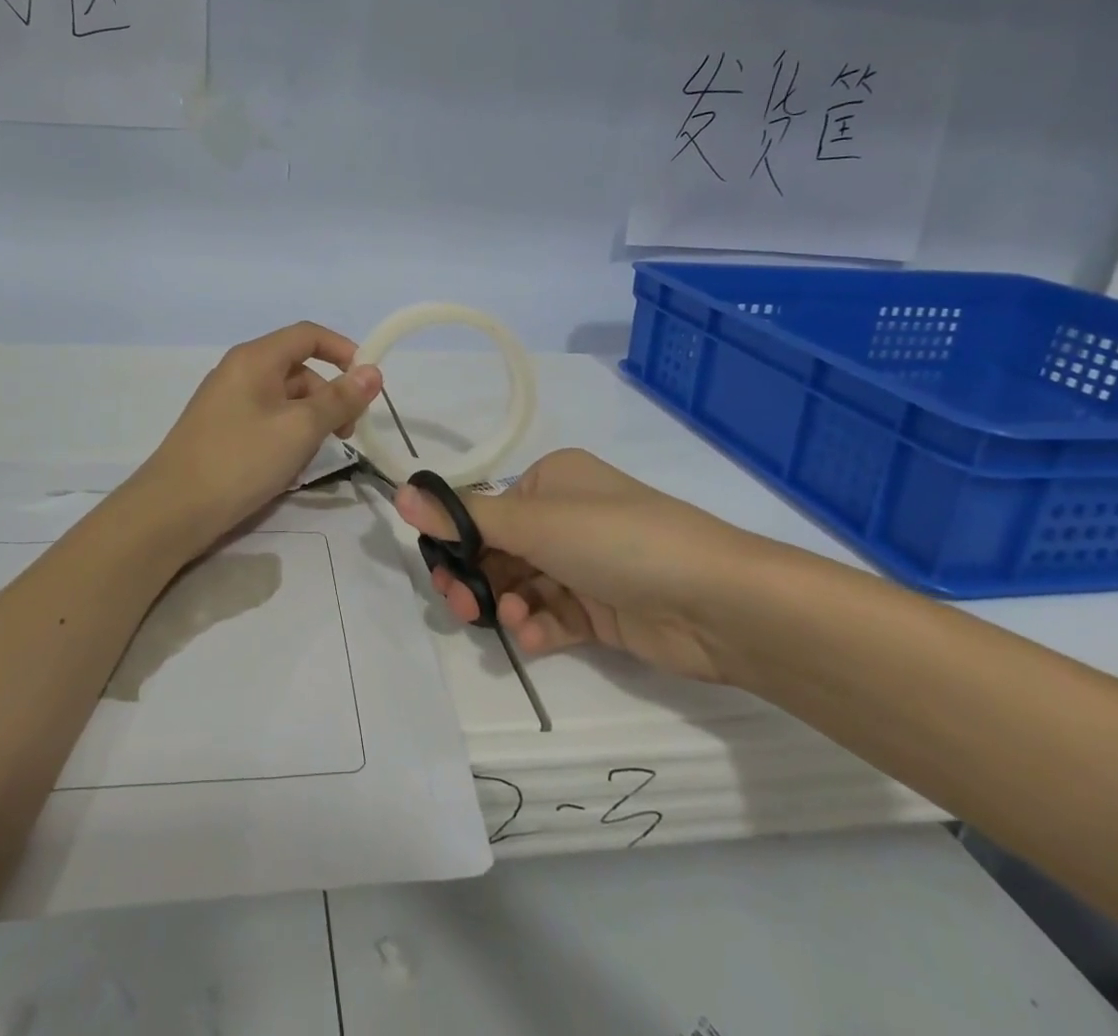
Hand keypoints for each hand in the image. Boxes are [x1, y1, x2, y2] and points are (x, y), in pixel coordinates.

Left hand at [138, 321, 382, 543]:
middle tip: (346, 435)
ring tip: (310, 459)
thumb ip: (339, 399)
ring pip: (285, 399)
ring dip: (309, 422)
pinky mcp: (222, 429)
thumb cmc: (240, 460)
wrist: (171, 511)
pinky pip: (266, 419)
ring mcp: (227, 401)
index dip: (343, 351)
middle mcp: (239, 371)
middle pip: (299, 369)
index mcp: (255, 358)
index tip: (368, 383)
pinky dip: (286, 436)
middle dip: (329, 397)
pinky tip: (287, 468)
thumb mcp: (300, 429)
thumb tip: (373, 372)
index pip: (308, 335)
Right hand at [395, 448, 771, 683]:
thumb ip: (465, 516)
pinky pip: (552, 615)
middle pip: (499, 550)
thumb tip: (401, 493)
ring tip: (509, 622)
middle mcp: (565, 517)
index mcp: (552, 481)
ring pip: (522, 586)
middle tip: (460, 604)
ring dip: (507, 604)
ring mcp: (584, 565)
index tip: (438, 569)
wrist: (716, 601)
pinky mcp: (600, 609)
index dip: (456, 540)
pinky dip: (537, 626)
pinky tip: (534, 635)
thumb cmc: (617, 540)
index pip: (486, 509)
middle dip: (477, 578)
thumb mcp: (534, 522)